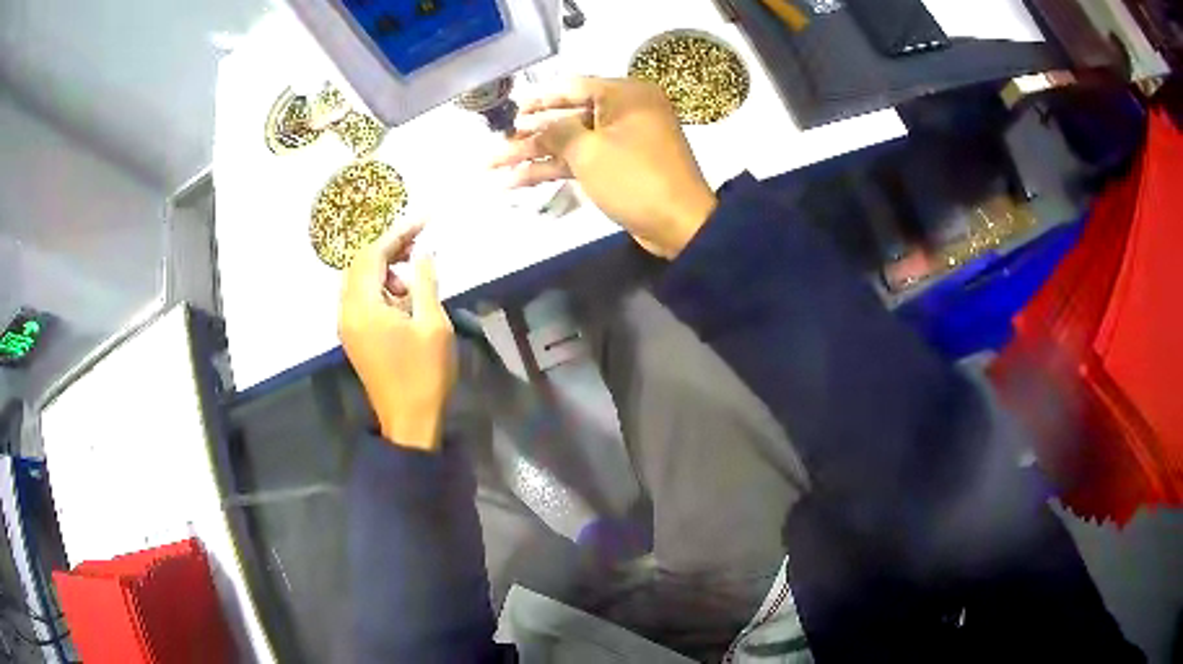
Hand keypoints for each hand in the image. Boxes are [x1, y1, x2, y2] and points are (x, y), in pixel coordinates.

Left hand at [339, 223, 455, 450]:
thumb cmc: (424, 374)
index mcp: (363, 307)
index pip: (373, 255)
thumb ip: (424, 281)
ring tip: (413, 281)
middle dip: (389, 248)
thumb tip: (423, 251)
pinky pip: (360, 298)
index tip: (424, 220)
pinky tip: (402, 299)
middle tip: (420, 243)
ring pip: (358, 280)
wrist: (409, 422)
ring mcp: (347, 325)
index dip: (398, 233)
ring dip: (384, 269)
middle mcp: (347, 311)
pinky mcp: (353, 336)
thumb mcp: (432, 324)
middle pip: (360, 263)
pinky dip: (379, 287)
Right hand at [491, 77, 717, 258]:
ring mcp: (623, 141)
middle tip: (496, 145)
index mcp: (625, 95)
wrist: (679, 225)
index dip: (538, 100)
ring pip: (571, 142)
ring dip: (534, 156)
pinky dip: (553, 169)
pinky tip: (517, 181)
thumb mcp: (589, 151)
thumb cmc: (635, 178)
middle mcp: (625, 111)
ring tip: (494, 167)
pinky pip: (582, 160)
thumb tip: (535, 125)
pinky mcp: (619, 167)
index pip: (573, 87)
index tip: (511, 112)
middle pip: (567, 117)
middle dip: (529, 135)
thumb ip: (556, 132)